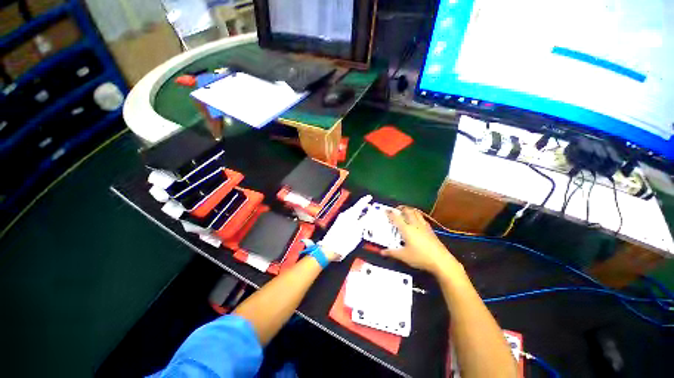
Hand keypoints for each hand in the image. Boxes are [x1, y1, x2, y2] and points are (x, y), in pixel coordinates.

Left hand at [319, 195, 372, 260]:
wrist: (330, 249)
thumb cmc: (345, 240)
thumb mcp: (358, 231)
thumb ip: (364, 221)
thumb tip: (369, 214)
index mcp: (350, 215)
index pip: (359, 205)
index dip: (365, 200)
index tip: (369, 197)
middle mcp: (344, 215)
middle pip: (355, 208)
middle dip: (362, 207)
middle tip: (368, 206)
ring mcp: (341, 219)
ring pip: (352, 213)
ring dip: (358, 213)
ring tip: (365, 214)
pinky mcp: (338, 224)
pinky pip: (349, 217)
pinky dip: (354, 217)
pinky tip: (357, 221)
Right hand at [382, 207, 463, 276]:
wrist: (441, 260)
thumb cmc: (420, 257)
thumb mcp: (403, 256)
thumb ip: (392, 252)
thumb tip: (382, 252)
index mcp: (406, 229)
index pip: (396, 218)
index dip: (390, 213)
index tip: (386, 210)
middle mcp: (414, 225)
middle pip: (407, 211)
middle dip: (401, 208)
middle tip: (396, 209)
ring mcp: (424, 226)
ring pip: (416, 213)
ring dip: (410, 210)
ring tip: (406, 211)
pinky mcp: (430, 230)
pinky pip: (422, 218)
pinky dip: (417, 215)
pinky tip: (417, 220)